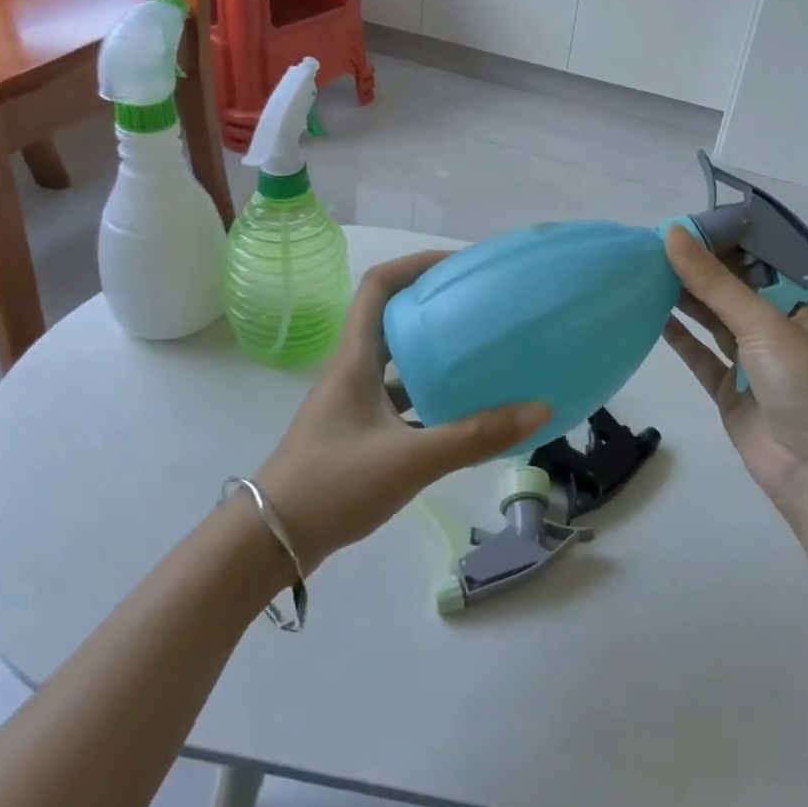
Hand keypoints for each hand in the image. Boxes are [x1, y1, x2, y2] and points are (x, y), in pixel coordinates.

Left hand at [253, 252, 550, 573]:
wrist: (269, 542)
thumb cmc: (333, 486)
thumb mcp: (410, 459)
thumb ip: (475, 436)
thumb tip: (539, 409)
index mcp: (356, 359)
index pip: (378, 286)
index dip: (416, 264)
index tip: (460, 265)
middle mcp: (353, 370)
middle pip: (392, 317)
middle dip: (434, 303)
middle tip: (480, 306)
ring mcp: (354, 402)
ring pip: (397, 360)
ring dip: (433, 350)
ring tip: (480, 351)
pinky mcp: (358, 431)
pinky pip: (400, 397)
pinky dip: (430, 395)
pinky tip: (462, 411)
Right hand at [660, 227, 807, 530]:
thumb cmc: (806, 384)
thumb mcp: (762, 324)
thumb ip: (714, 282)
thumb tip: (673, 233)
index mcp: (794, 308)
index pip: (751, 265)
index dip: (717, 245)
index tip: (678, 226)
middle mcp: (773, 331)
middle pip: (728, 293)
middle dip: (695, 271)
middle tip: (650, 245)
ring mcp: (750, 363)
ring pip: (712, 322)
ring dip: (684, 299)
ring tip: (645, 272)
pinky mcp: (729, 392)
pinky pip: (700, 357)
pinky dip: (679, 338)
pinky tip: (654, 315)